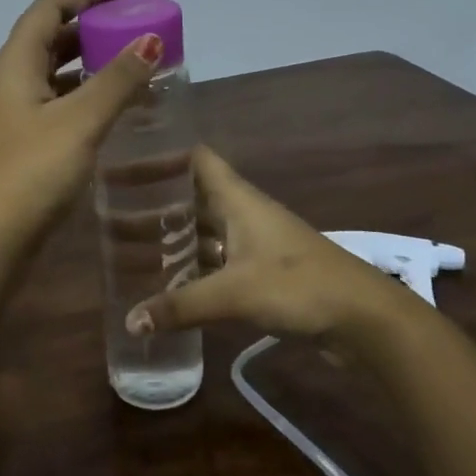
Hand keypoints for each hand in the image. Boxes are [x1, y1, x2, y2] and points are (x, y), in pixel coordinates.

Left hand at [0, 0, 164, 236]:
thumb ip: (117, 81)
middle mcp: (6, 85)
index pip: (46, 10)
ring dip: (84, 67)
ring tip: (125, 68)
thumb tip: (151, 41)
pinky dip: (79, 100)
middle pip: (46, 40)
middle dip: (86, 29)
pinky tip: (105, 114)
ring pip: (49, 77)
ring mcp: (8, 120)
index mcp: (13, 66)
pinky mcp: (16, 150)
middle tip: (127, 30)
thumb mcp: (79, 122)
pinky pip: (51, 108)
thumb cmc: (29, 174)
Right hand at [126, 147, 426, 344]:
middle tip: (111, 207)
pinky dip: (192, 266)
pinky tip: (166, 281)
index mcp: (238, 199)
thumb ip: (180, 306)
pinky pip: (216, 260)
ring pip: (204, 231)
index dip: (164, 153)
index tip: (125, 157)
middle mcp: (244, 213)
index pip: (196, 158)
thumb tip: (129, 323)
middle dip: (156, 201)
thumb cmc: (298, 286)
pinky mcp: (262, 272)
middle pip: (194, 196)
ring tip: (127, 244)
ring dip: (173, 236)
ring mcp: (254, 243)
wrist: (363, 319)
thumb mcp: (234, 294)